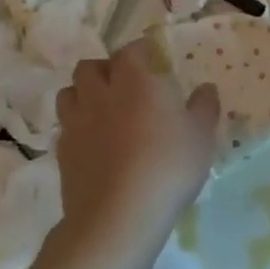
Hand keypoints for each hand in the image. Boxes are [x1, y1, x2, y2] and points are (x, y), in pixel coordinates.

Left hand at [55, 39, 220, 249]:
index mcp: (134, 82)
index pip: (129, 52)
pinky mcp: (63, 153)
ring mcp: (77, 124)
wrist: (118, 217)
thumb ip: (204, 107)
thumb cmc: (167, 167)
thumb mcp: (201, 137)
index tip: (150, 57)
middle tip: (123, 83)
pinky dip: (77, 127)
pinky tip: (93, 142)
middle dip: (104, 69)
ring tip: (101, 108)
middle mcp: (100, 95)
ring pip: (68, 93)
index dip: (138, 51)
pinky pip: (65, 127)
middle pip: (90, 67)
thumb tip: (206, 88)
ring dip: (83, 94)